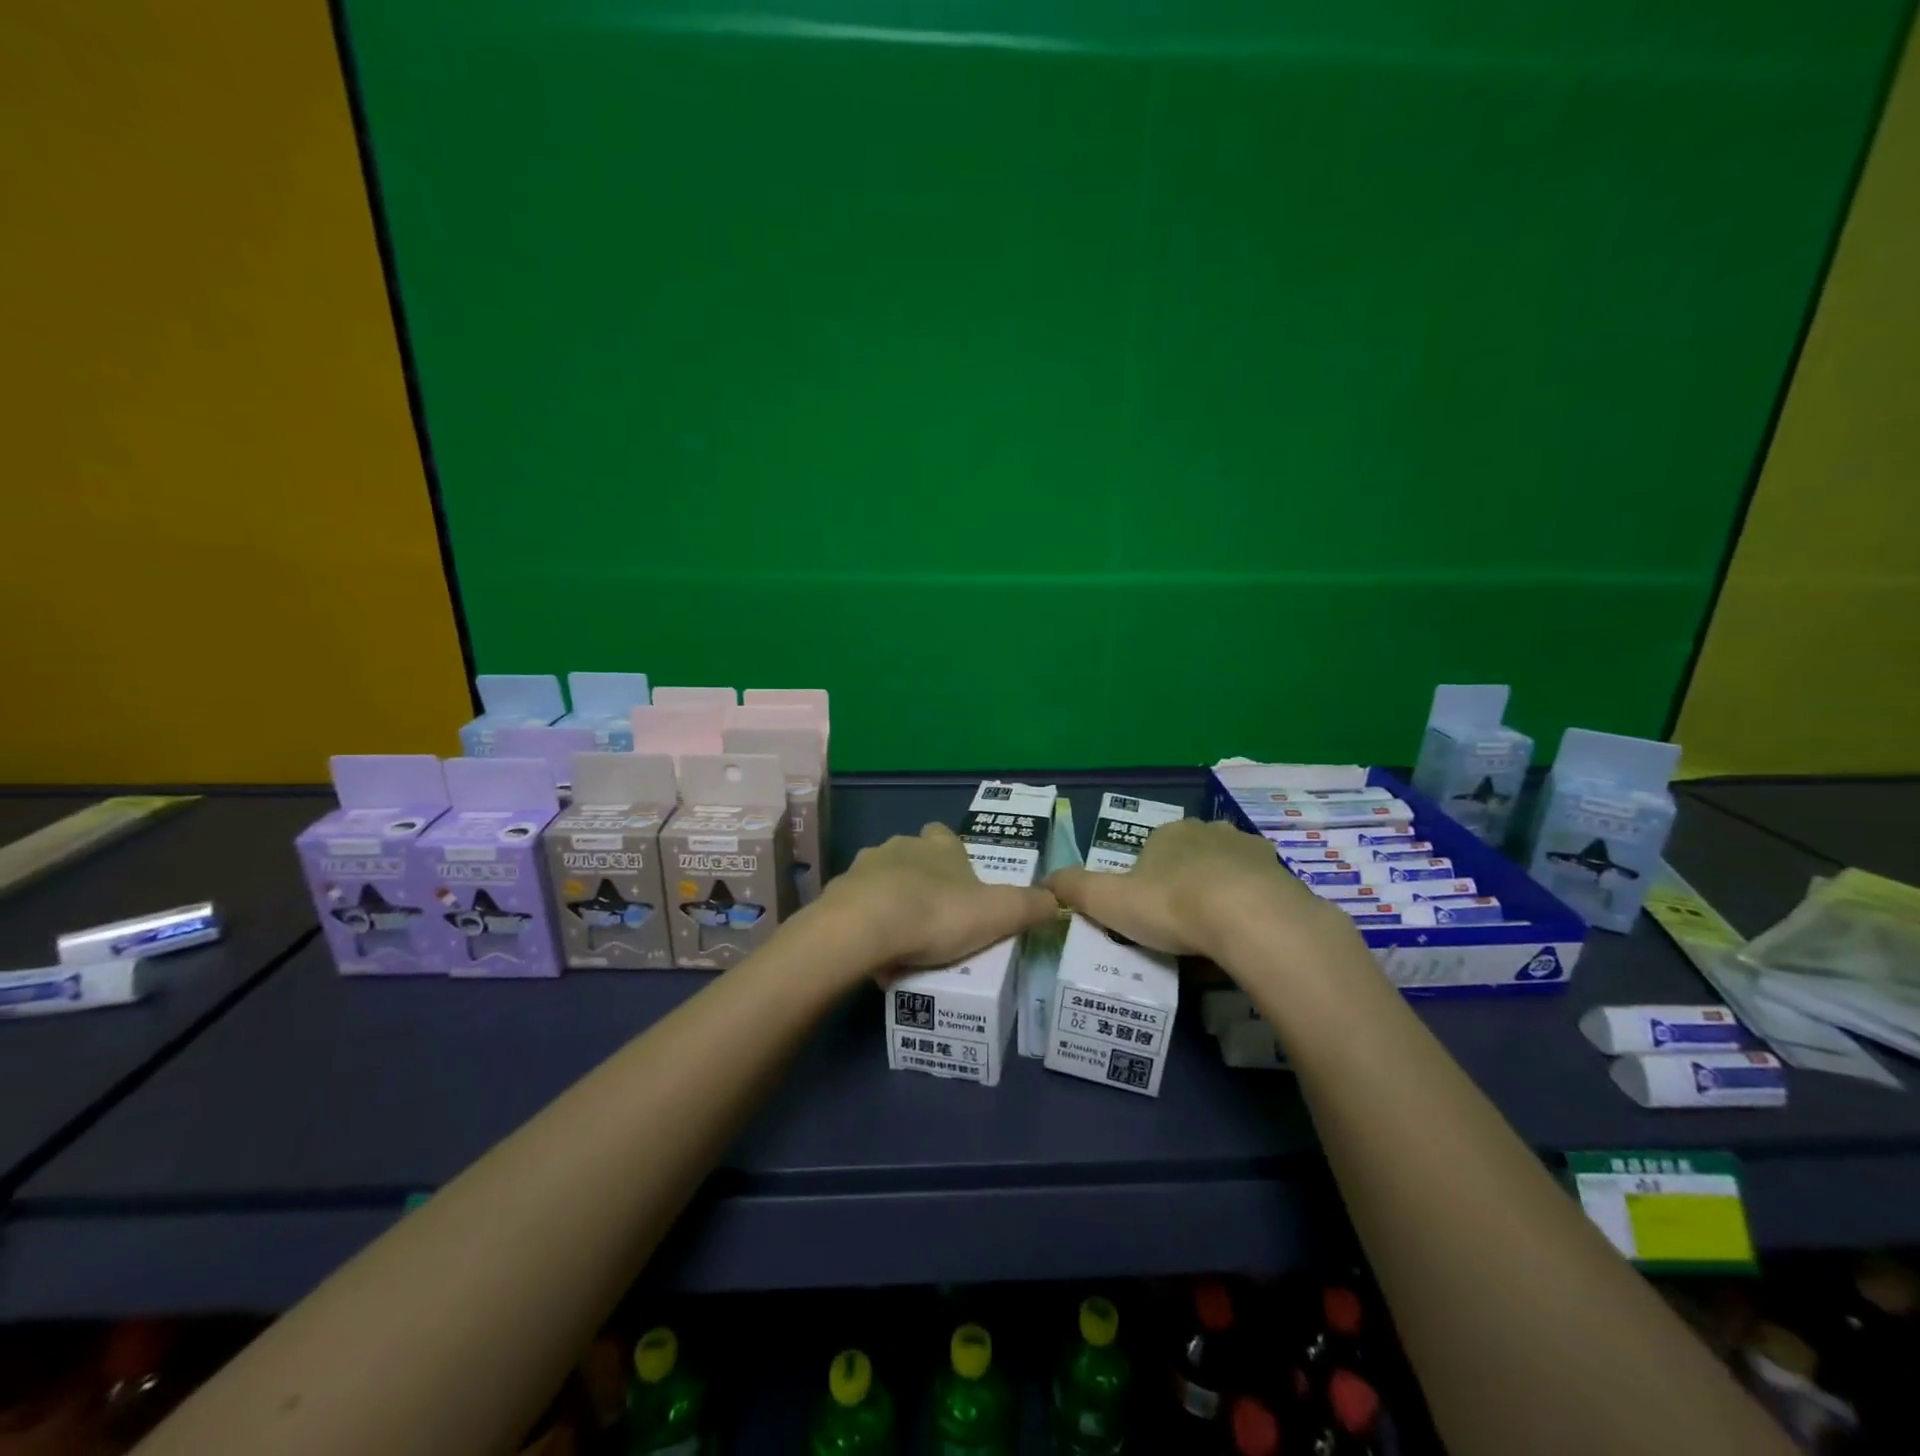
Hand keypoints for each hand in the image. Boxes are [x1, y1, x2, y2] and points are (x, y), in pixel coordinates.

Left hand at [818, 823, 1058, 974]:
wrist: (864, 928)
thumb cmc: (936, 914)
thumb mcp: (998, 914)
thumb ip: (1031, 906)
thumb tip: (1057, 901)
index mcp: (940, 846)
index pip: (946, 837)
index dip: (954, 857)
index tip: (961, 886)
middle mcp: (901, 846)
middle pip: (914, 857)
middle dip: (922, 881)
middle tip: (935, 919)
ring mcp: (865, 867)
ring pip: (883, 880)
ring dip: (892, 902)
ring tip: (904, 942)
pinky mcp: (838, 893)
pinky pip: (857, 907)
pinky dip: (867, 924)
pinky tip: (876, 954)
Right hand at [1047, 817, 1361, 968]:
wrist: (1250, 919)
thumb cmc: (1172, 905)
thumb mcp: (1108, 901)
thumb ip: (1074, 888)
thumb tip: (1044, 880)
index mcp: (1167, 833)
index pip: (1150, 852)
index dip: (1144, 883)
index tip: (1146, 916)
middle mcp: (1208, 831)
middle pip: (1189, 858)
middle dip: (1183, 886)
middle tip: (1179, 928)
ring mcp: (1249, 850)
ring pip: (1226, 872)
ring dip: (1219, 895)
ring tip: (1214, 936)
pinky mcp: (1282, 875)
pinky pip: (1259, 892)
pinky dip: (1250, 909)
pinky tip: (1245, 937)